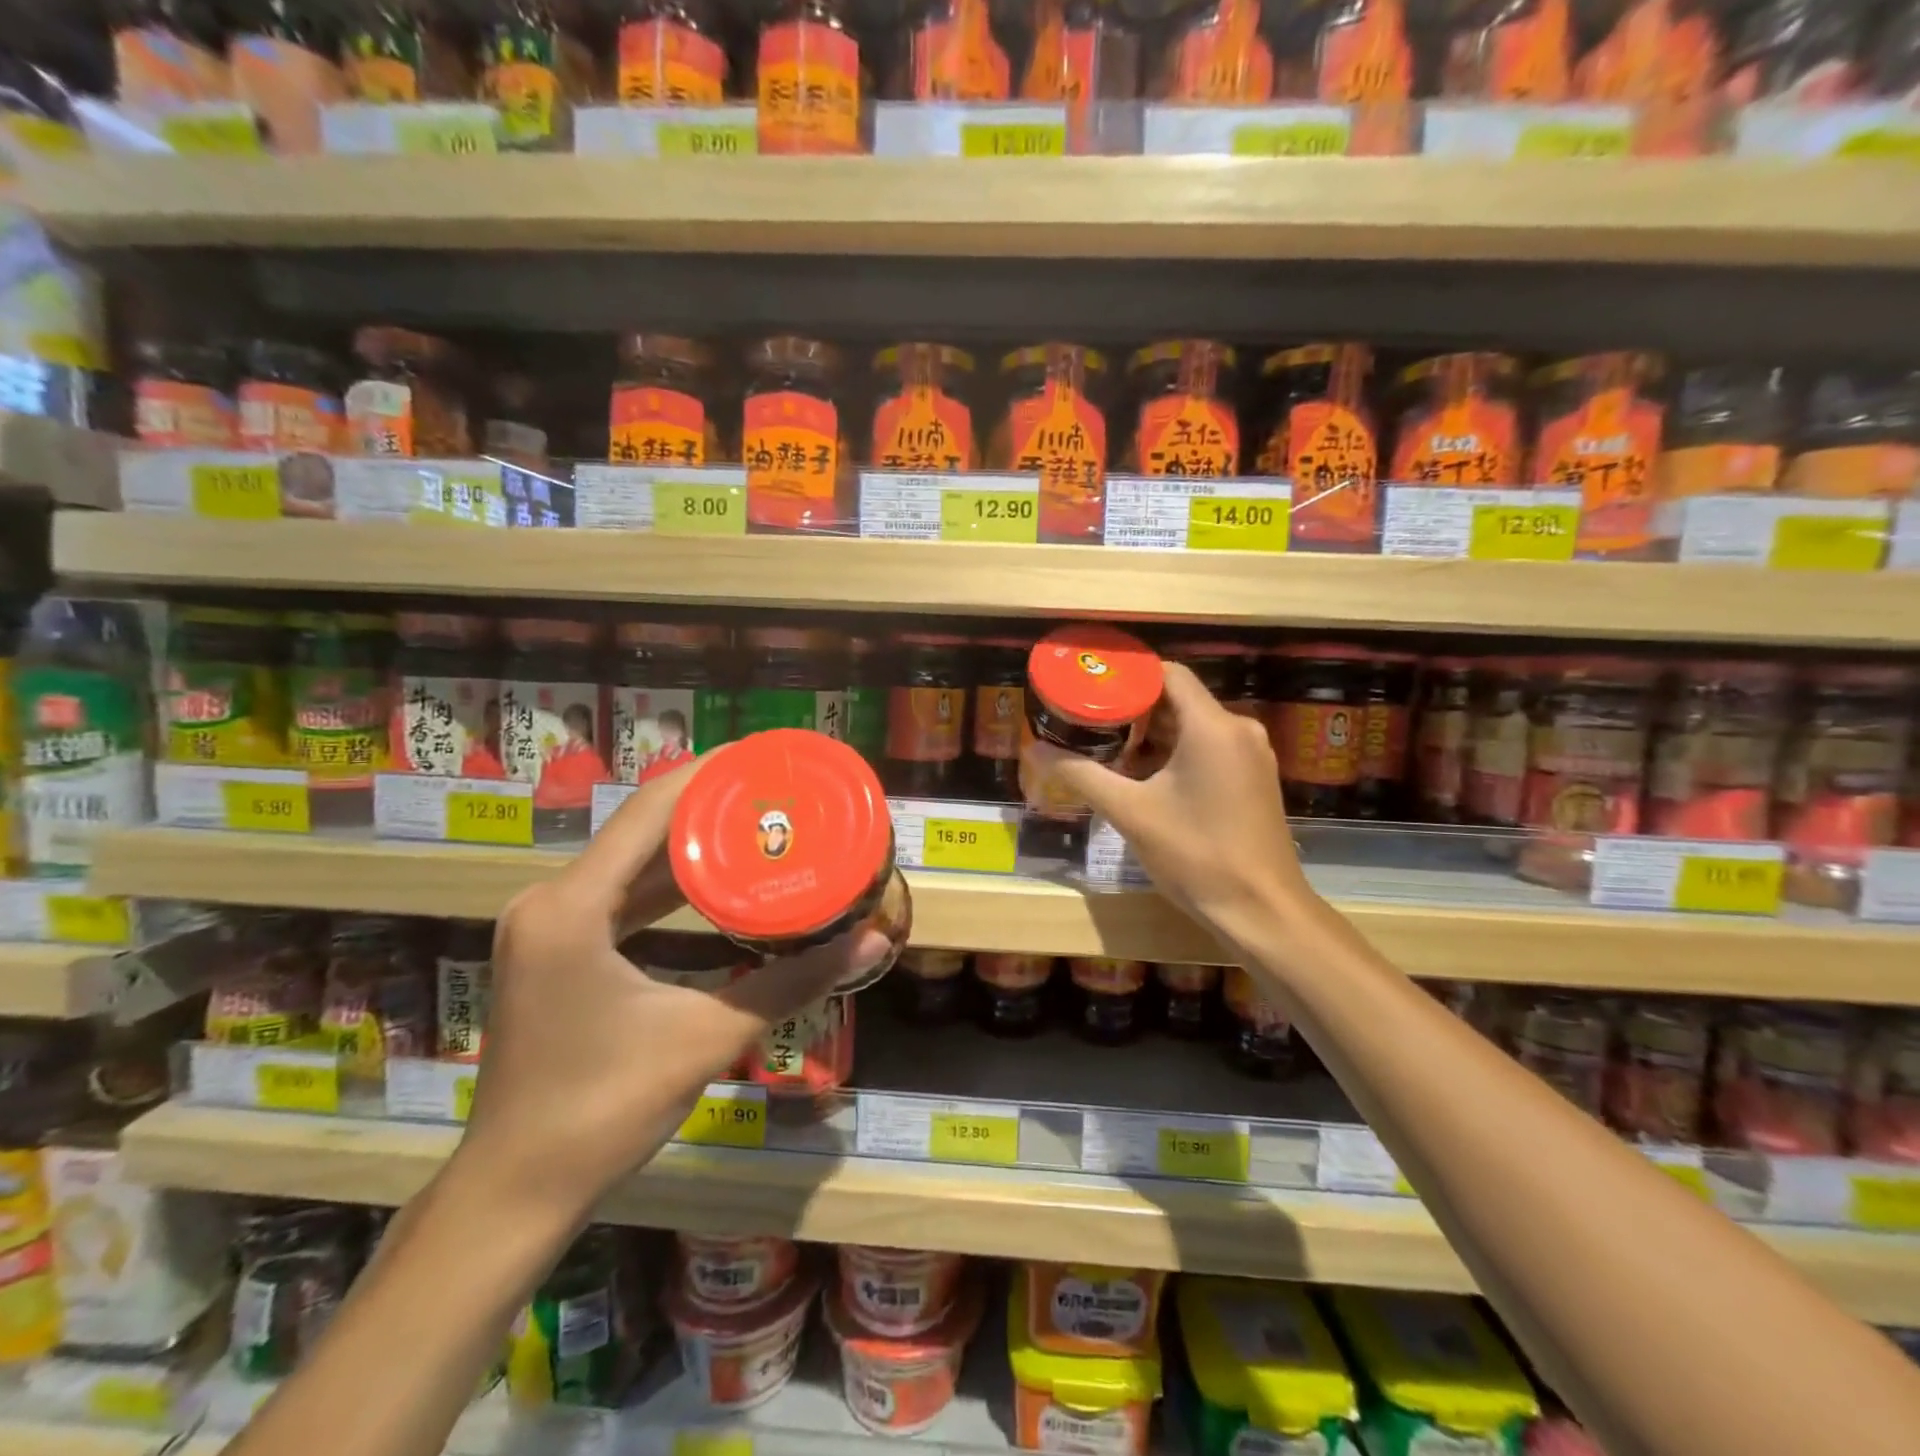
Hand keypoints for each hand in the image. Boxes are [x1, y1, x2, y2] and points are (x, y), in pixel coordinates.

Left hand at [460, 760, 887, 1217]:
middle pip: (639, 829)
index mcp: (572, 907)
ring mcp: (546, 926)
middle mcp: (550, 901)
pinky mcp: (554, 950)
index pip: (648, 812)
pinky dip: (665, 882)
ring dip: (687, 842)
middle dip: (707, 804)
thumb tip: (872, 944)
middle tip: (774, 790)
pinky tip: (712, 878)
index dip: (707, 775)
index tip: (763, 756)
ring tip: (755, 820)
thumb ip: (792, 984)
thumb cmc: (604, 1109)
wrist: (517, 1192)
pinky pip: (617, 895)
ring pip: (628, 862)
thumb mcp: (707, 1037)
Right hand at [1023, 661, 1317, 946]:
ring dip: (1152, 735)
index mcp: (1212, 726)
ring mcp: (1251, 756)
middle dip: (1133, 709)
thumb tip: (1036, 751)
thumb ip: (1082, 776)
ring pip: (1193, 727)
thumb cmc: (1197, 855)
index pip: (1168, 674)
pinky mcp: (1254, 780)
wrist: (1262, 911)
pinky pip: (1209, 750)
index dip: (1129, 676)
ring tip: (1107, 747)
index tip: (1091, 687)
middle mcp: (1239, 730)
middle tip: (1089, 720)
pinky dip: (1175, 754)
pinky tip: (1143, 777)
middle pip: (1179, 700)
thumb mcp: (1131, 813)